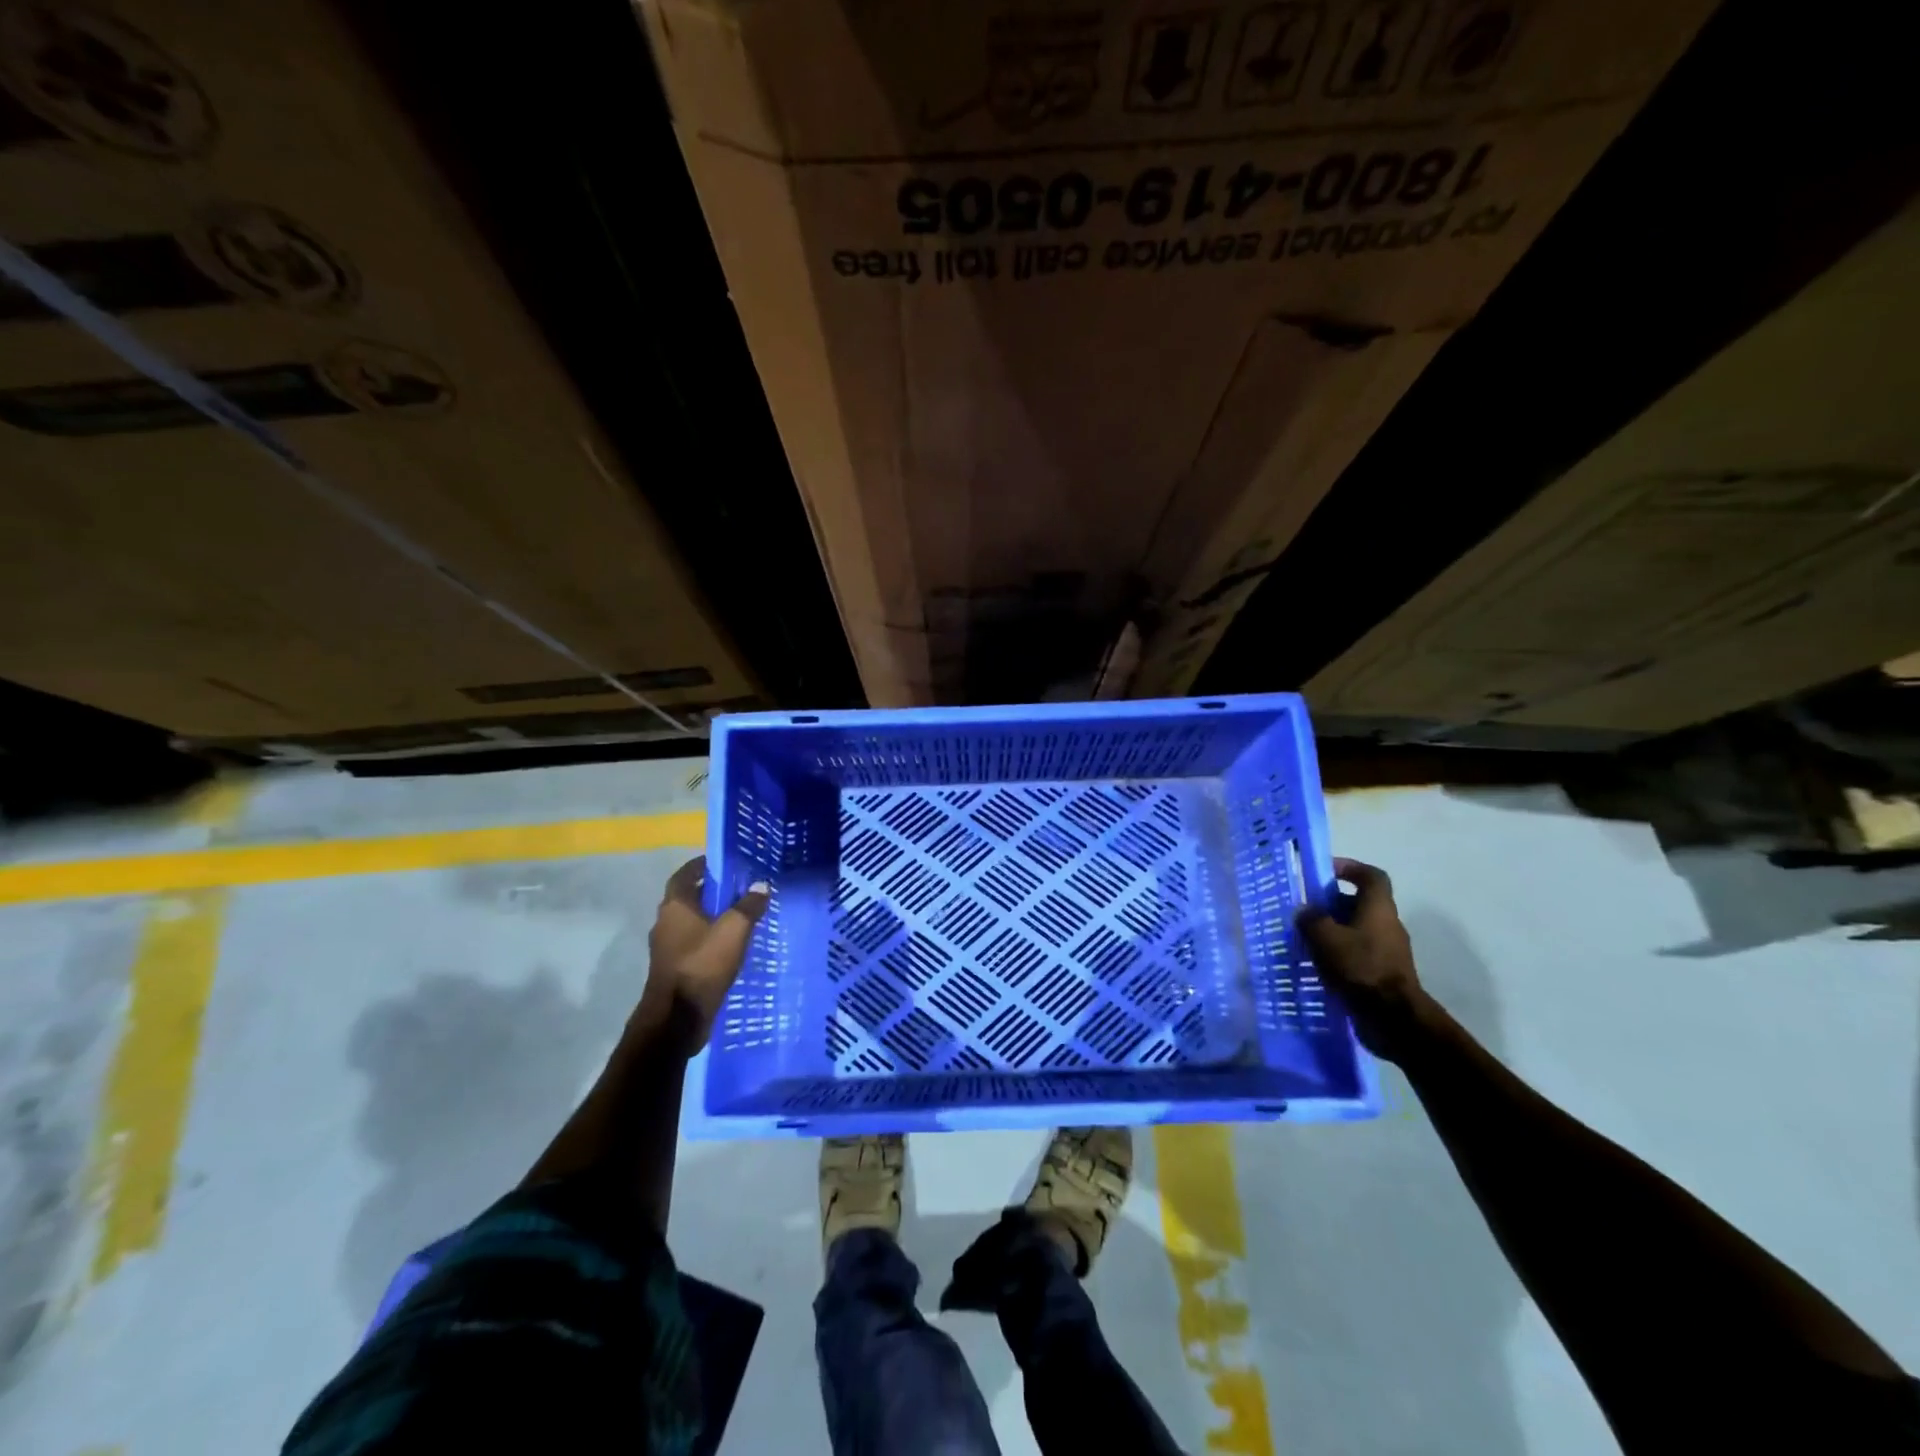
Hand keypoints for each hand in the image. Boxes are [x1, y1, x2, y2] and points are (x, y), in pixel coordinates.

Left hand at [640, 856, 769, 1046]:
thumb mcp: (734, 931)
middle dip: (711, 891)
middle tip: (739, 888)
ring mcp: (667, 947)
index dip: (702, 866)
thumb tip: (761, 885)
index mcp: (675, 906)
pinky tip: (730, 945)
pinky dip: (709, 938)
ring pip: (691, 922)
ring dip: (711, 917)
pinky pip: (693, 943)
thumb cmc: (702, 965)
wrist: (677, 1019)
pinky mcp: (673, 967)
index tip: (724, 863)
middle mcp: (666, 922)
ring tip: (740, 916)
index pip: (685, 874)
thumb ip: (748, 906)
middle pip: (688, 898)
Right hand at [1296, 858, 1433, 1062]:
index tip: (1325, 871)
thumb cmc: (1360, 968)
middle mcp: (1387, 925)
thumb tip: (1305, 911)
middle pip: (1360, 903)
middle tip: (1305, 910)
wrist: (1393, 1018)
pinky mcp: (1383, 974)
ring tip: (1305, 939)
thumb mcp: (1325, 938)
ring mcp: (1388, 951)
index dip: (1350, 868)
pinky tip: (1318, 965)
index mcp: (1378, 909)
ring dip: (1333, 930)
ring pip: (1357, 930)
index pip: (1371, 876)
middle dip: (1331, 903)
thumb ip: (1311, 919)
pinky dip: (1339, 954)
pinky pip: (1358, 953)